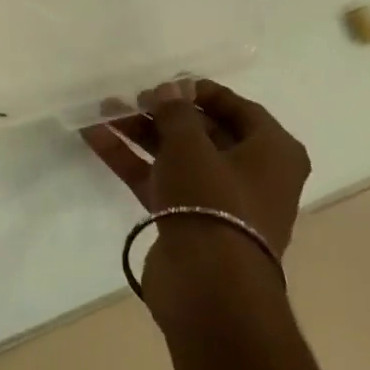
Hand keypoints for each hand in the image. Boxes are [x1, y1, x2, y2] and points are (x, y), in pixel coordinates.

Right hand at [81, 78, 310, 267]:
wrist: (209, 285)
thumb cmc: (215, 201)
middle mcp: (251, 174)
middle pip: (203, 132)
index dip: (200, 92)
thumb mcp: (192, 146)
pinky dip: (132, 160)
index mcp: (273, 152)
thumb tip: (170, 90)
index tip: (164, 83)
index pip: (239, 108)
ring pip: (176, 156)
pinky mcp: (188, 221)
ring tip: (102, 113)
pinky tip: (96, 139)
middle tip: (128, 99)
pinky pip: (159, 180)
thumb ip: (177, 112)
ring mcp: (218, 200)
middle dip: (162, 114)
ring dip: (140, 134)